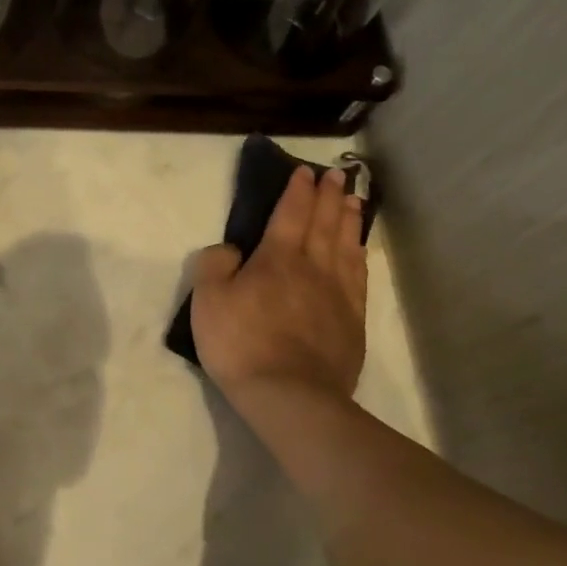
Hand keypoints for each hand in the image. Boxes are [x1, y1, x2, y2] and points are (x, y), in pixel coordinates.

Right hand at [190, 164, 367, 402]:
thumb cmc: (241, 344)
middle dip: (329, 196)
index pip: (290, 214)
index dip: (297, 191)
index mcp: (276, 259)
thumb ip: (214, 266)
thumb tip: (230, 249)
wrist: (290, 393)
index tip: (305, 172)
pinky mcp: (352, 319)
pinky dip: (359, 255)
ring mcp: (337, 293)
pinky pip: (358, 276)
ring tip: (354, 201)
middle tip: (338, 176)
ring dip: (349, 220)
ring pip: (346, 245)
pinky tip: (359, 250)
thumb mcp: (208, 302)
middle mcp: (313, 267)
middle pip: (324, 223)